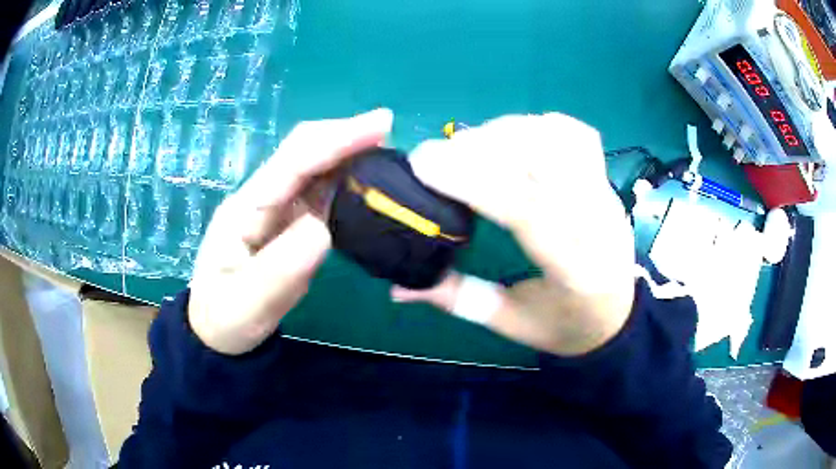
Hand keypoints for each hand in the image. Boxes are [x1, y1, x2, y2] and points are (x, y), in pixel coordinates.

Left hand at [188, 109, 393, 354]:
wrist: (217, 331)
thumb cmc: (225, 319)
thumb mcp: (247, 304)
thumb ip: (281, 269)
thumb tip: (323, 229)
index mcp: (245, 209)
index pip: (293, 163)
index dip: (336, 140)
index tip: (380, 125)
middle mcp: (261, 199)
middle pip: (304, 153)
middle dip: (345, 135)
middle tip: (389, 129)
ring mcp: (275, 210)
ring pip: (315, 169)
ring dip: (348, 154)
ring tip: (387, 152)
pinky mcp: (288, 223)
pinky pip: (320, 193)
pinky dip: (346, 181)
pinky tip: (367, 184)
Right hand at [394, 114, 635, 355]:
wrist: (618, 315)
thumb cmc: (566, 326)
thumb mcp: (511, 323)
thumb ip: (457, 300)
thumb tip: (397, 288)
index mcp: (575, 270)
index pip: (526, 209)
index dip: (472, 180)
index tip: (424, 164)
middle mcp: (598, 222)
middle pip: (542, 160)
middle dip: (481, 148)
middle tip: (437, 156)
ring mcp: (606, 194)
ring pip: (558, 138)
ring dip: (506, 131)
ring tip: (470, 147)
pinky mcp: (606, 179)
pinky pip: (576, 134)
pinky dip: (537, 125)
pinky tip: (513, 139)